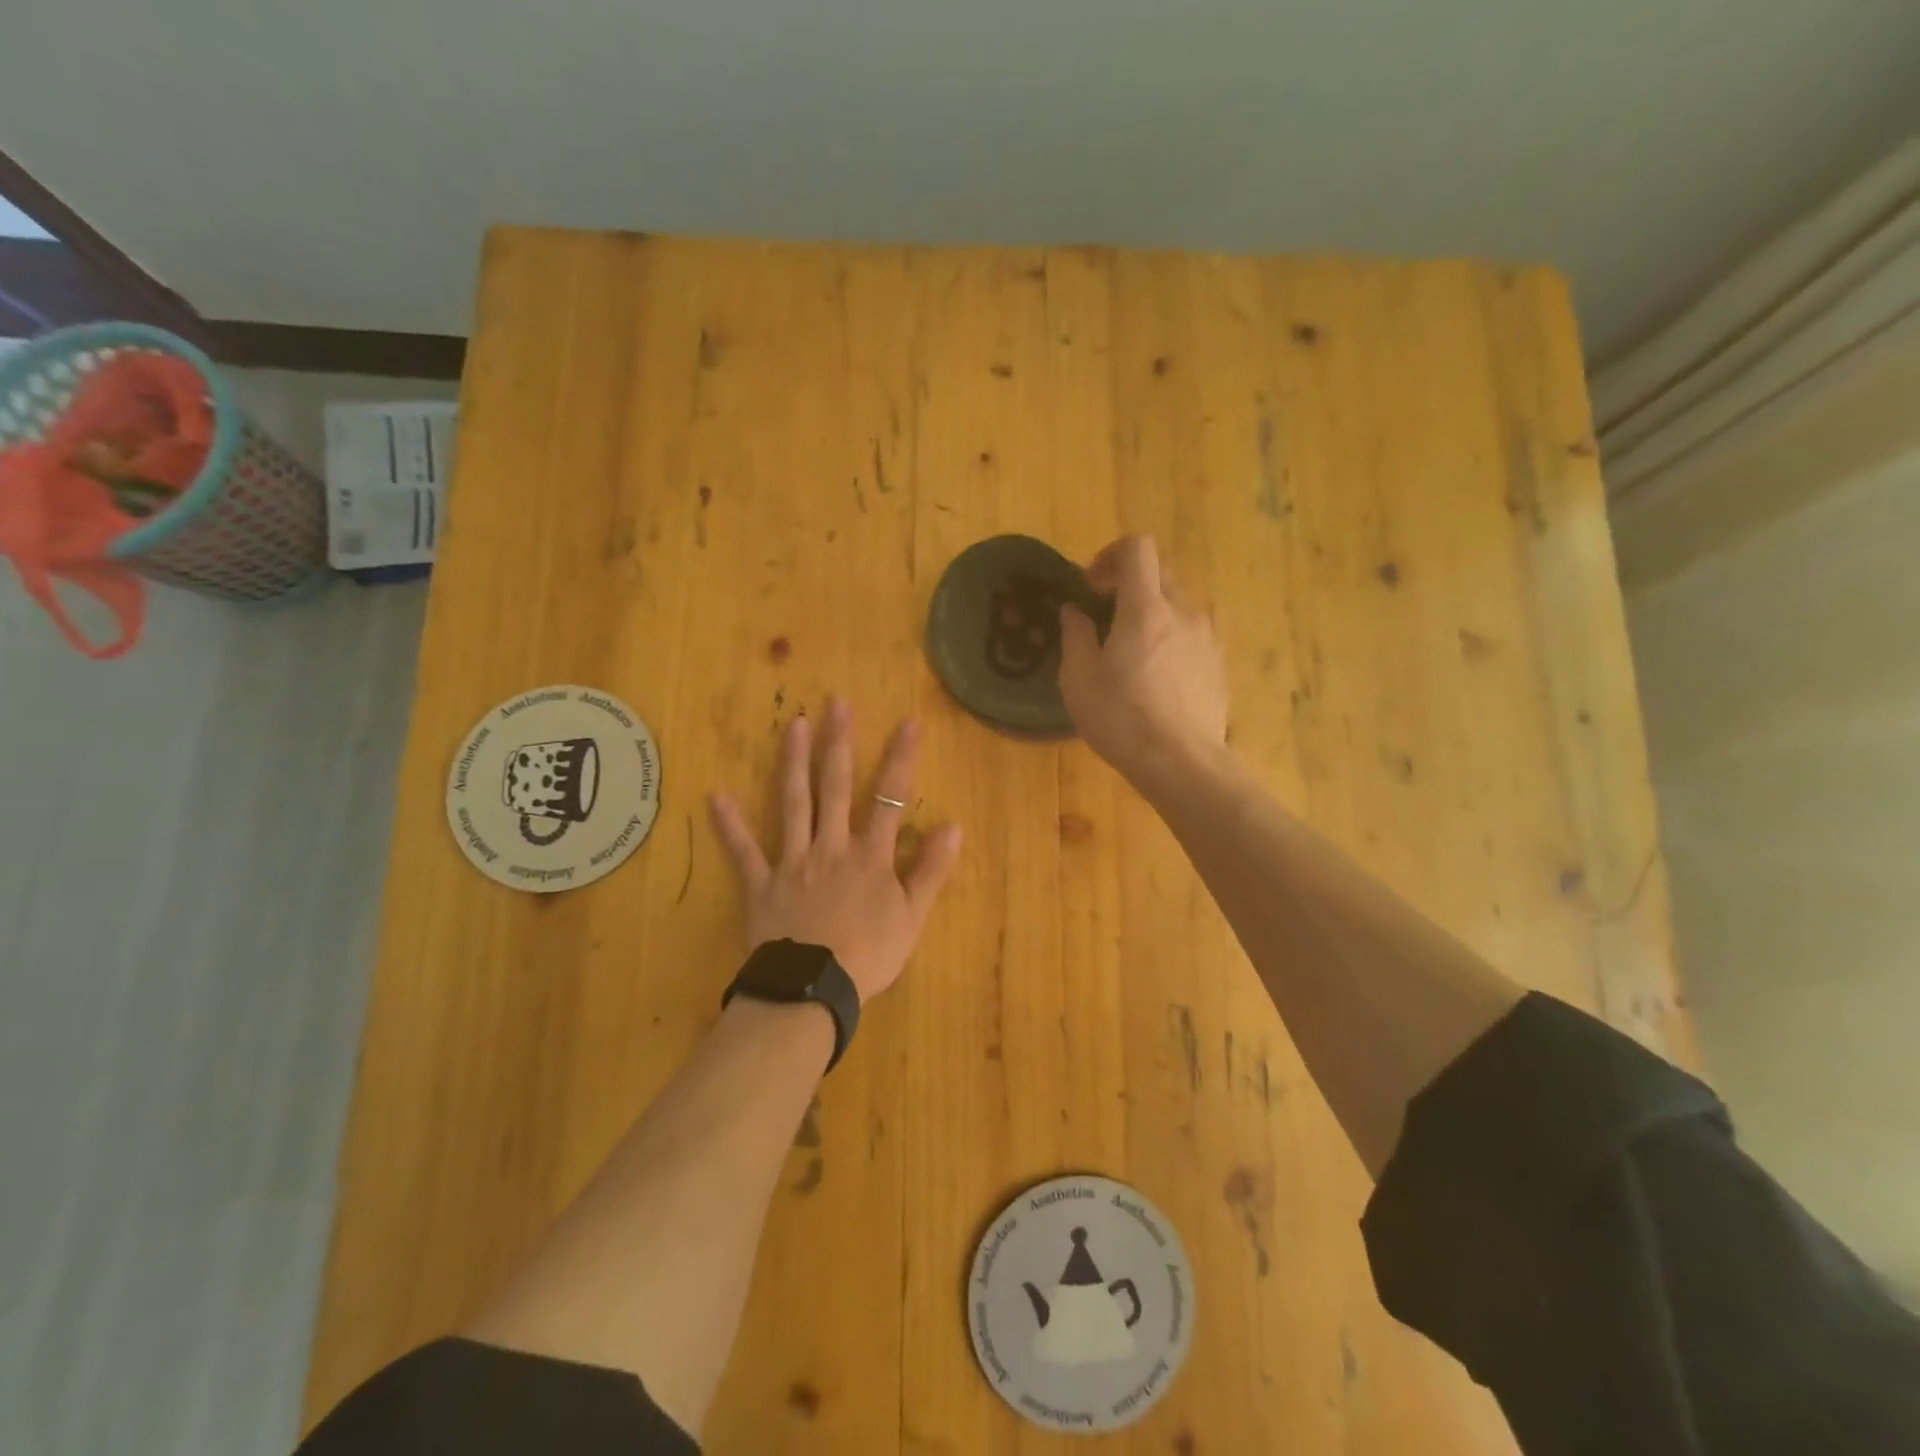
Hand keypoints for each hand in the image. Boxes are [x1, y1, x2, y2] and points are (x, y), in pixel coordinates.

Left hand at [709, 698, 963, 1002]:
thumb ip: (930, 870)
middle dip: (839, 743)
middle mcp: (831, 846)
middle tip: (837, 703)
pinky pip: (744, 851)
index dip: (901, 758)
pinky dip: (730, 825)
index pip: (890, 797)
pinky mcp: (762, 883)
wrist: (813, 989)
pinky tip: (716, 796)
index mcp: (870, 855)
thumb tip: (952, 825)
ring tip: (794, 725)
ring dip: (794, 763)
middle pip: (836, 787)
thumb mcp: (912, 917)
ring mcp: (793, 861)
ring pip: (794, 804)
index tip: (908, 721)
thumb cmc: (869, 955)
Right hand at [1059, 535, 1229, 786]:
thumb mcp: (1079, 680)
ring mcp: (1207, 637)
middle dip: (1129, 584)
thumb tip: (1074, 611)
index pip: (1137, 547)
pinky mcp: (1218, 663)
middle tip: (1105, 618)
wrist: (1182, 763)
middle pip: (1159, 572)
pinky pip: (1192, 633)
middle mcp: (1183, 612)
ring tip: (1132, 653)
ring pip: (1178, 604)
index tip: (1092, 588)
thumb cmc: (1122, 720)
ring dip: (1152, 612)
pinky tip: (1157, 677)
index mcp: (1145, 609)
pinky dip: (1171, 637)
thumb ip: (1075, 635)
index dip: (1110, 555)